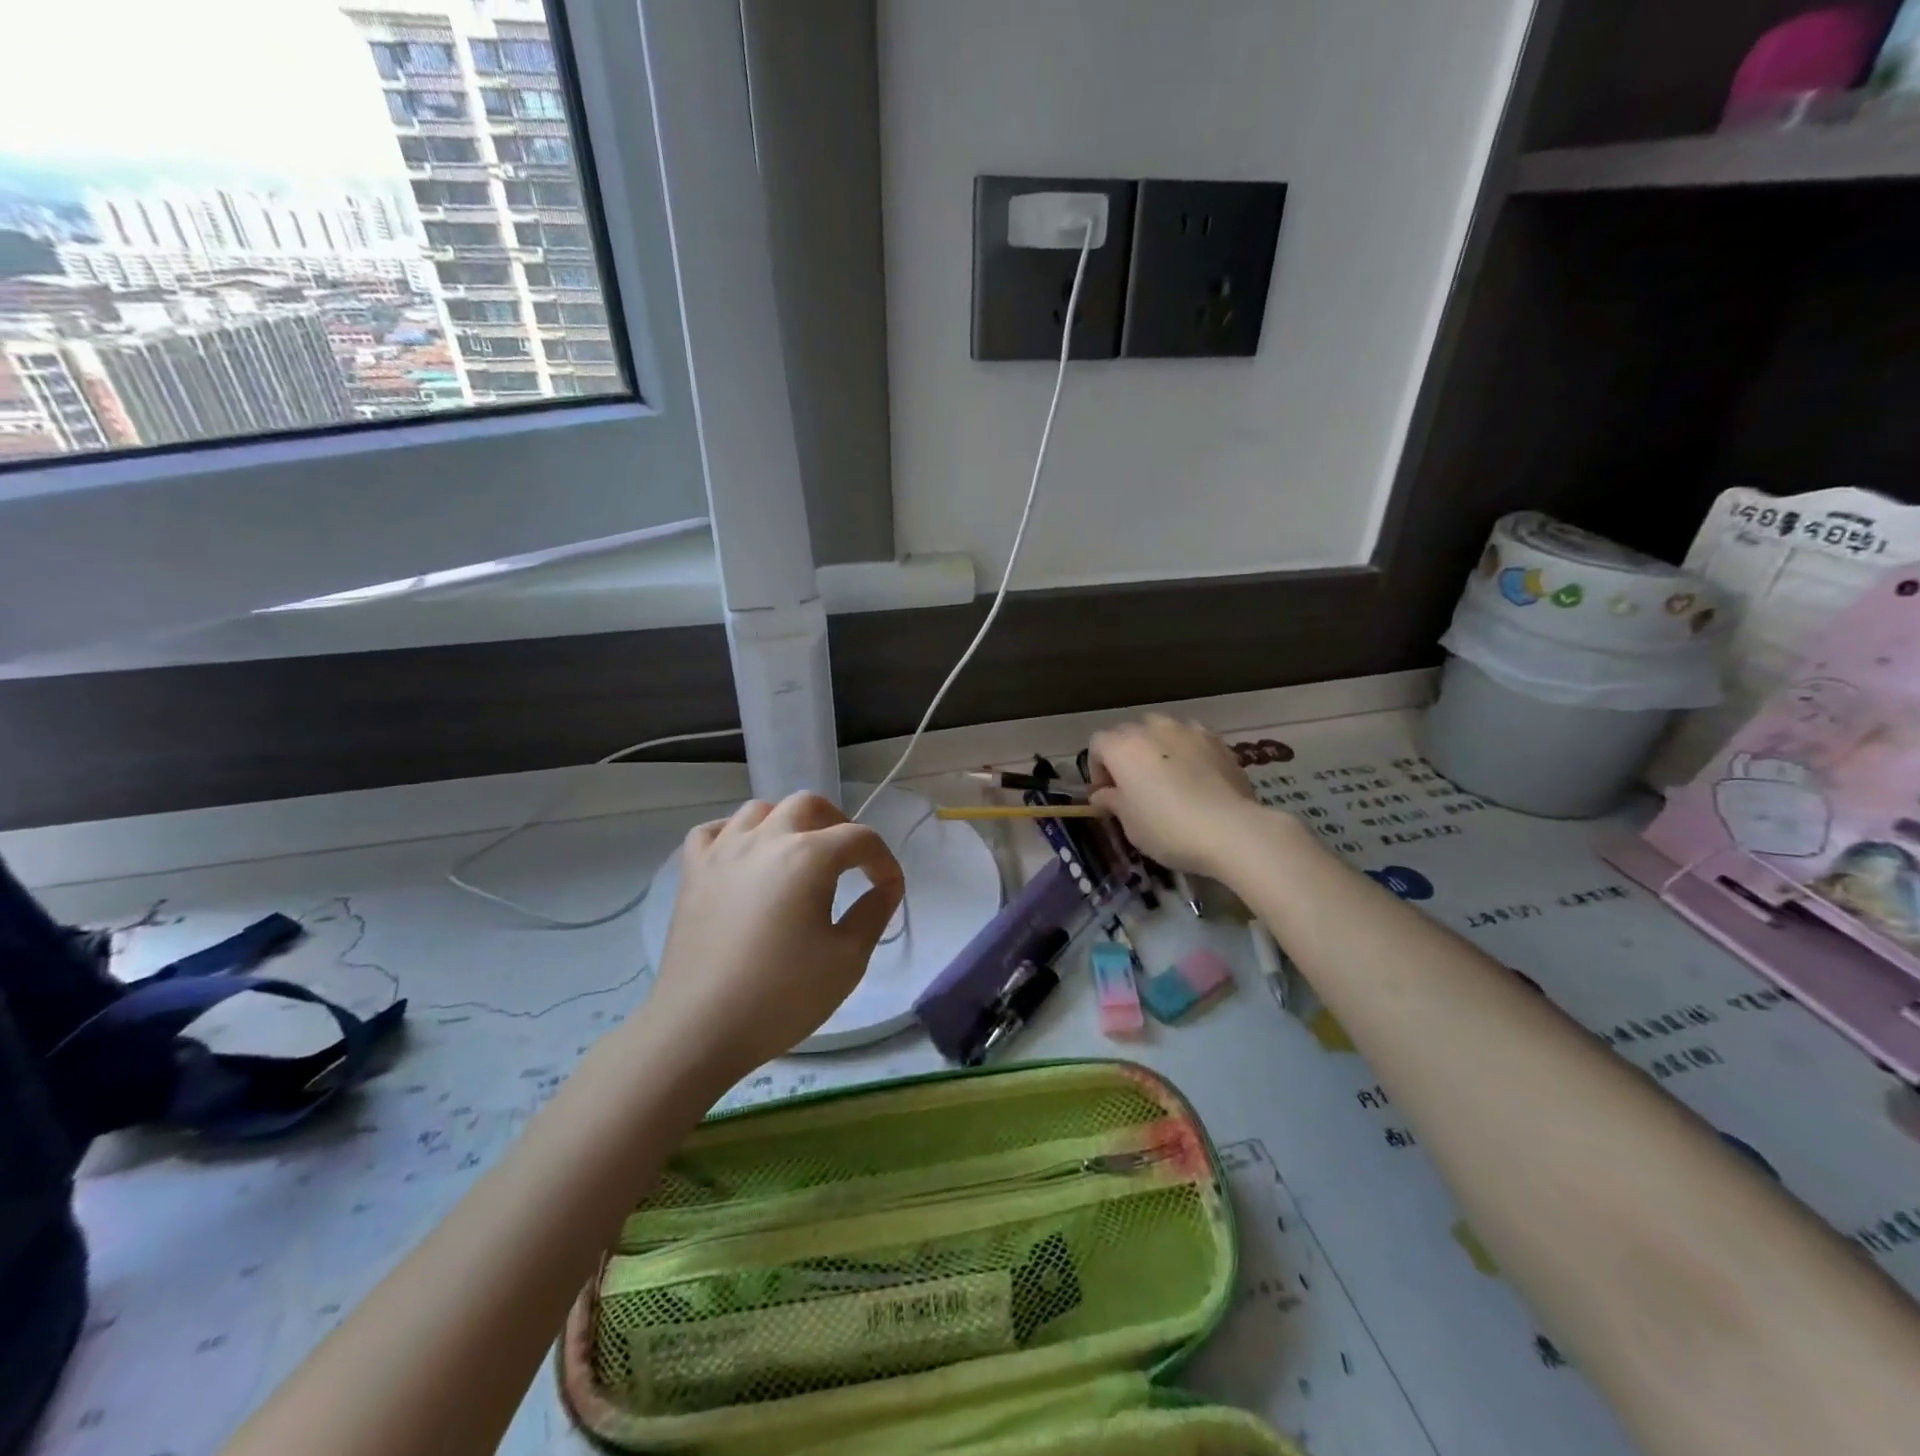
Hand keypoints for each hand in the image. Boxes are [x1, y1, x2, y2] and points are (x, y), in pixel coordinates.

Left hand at [651, 793, 903, 1082]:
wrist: (700, 1027)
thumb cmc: (782, 995)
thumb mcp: (848, 960)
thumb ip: (874, 913)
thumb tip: (886, 887)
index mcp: (809, 857)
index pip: (861, 838)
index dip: (884, 861)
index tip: (889, 890)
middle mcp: (766, 839)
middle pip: (810, 805)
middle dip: (838, 825)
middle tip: (848, 860)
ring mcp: (723, 851)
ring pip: (761, 810)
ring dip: (788, 823)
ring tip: (798, 855)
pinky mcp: (692, 872)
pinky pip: (713, 831)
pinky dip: (734, 833)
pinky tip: (744, 857)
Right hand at [1087, 714, 1259, 875]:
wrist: (1231, 830)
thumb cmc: (1167, 829)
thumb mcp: (1129, 823)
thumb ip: (1112, 801)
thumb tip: (1102, 794)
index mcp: (1123, 747)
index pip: (1098, 745)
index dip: (1097, 770)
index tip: (1106, 796)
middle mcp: (1152, 729)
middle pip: (1128, 733)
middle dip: (1125, 755)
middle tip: (1134, 787)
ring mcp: (1188, 731)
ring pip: (1161, 730)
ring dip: (1156, 748)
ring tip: (1166, 777)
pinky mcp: (1217, 741)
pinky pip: (1191, 739)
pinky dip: (1186, 751)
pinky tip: (1195, 776)